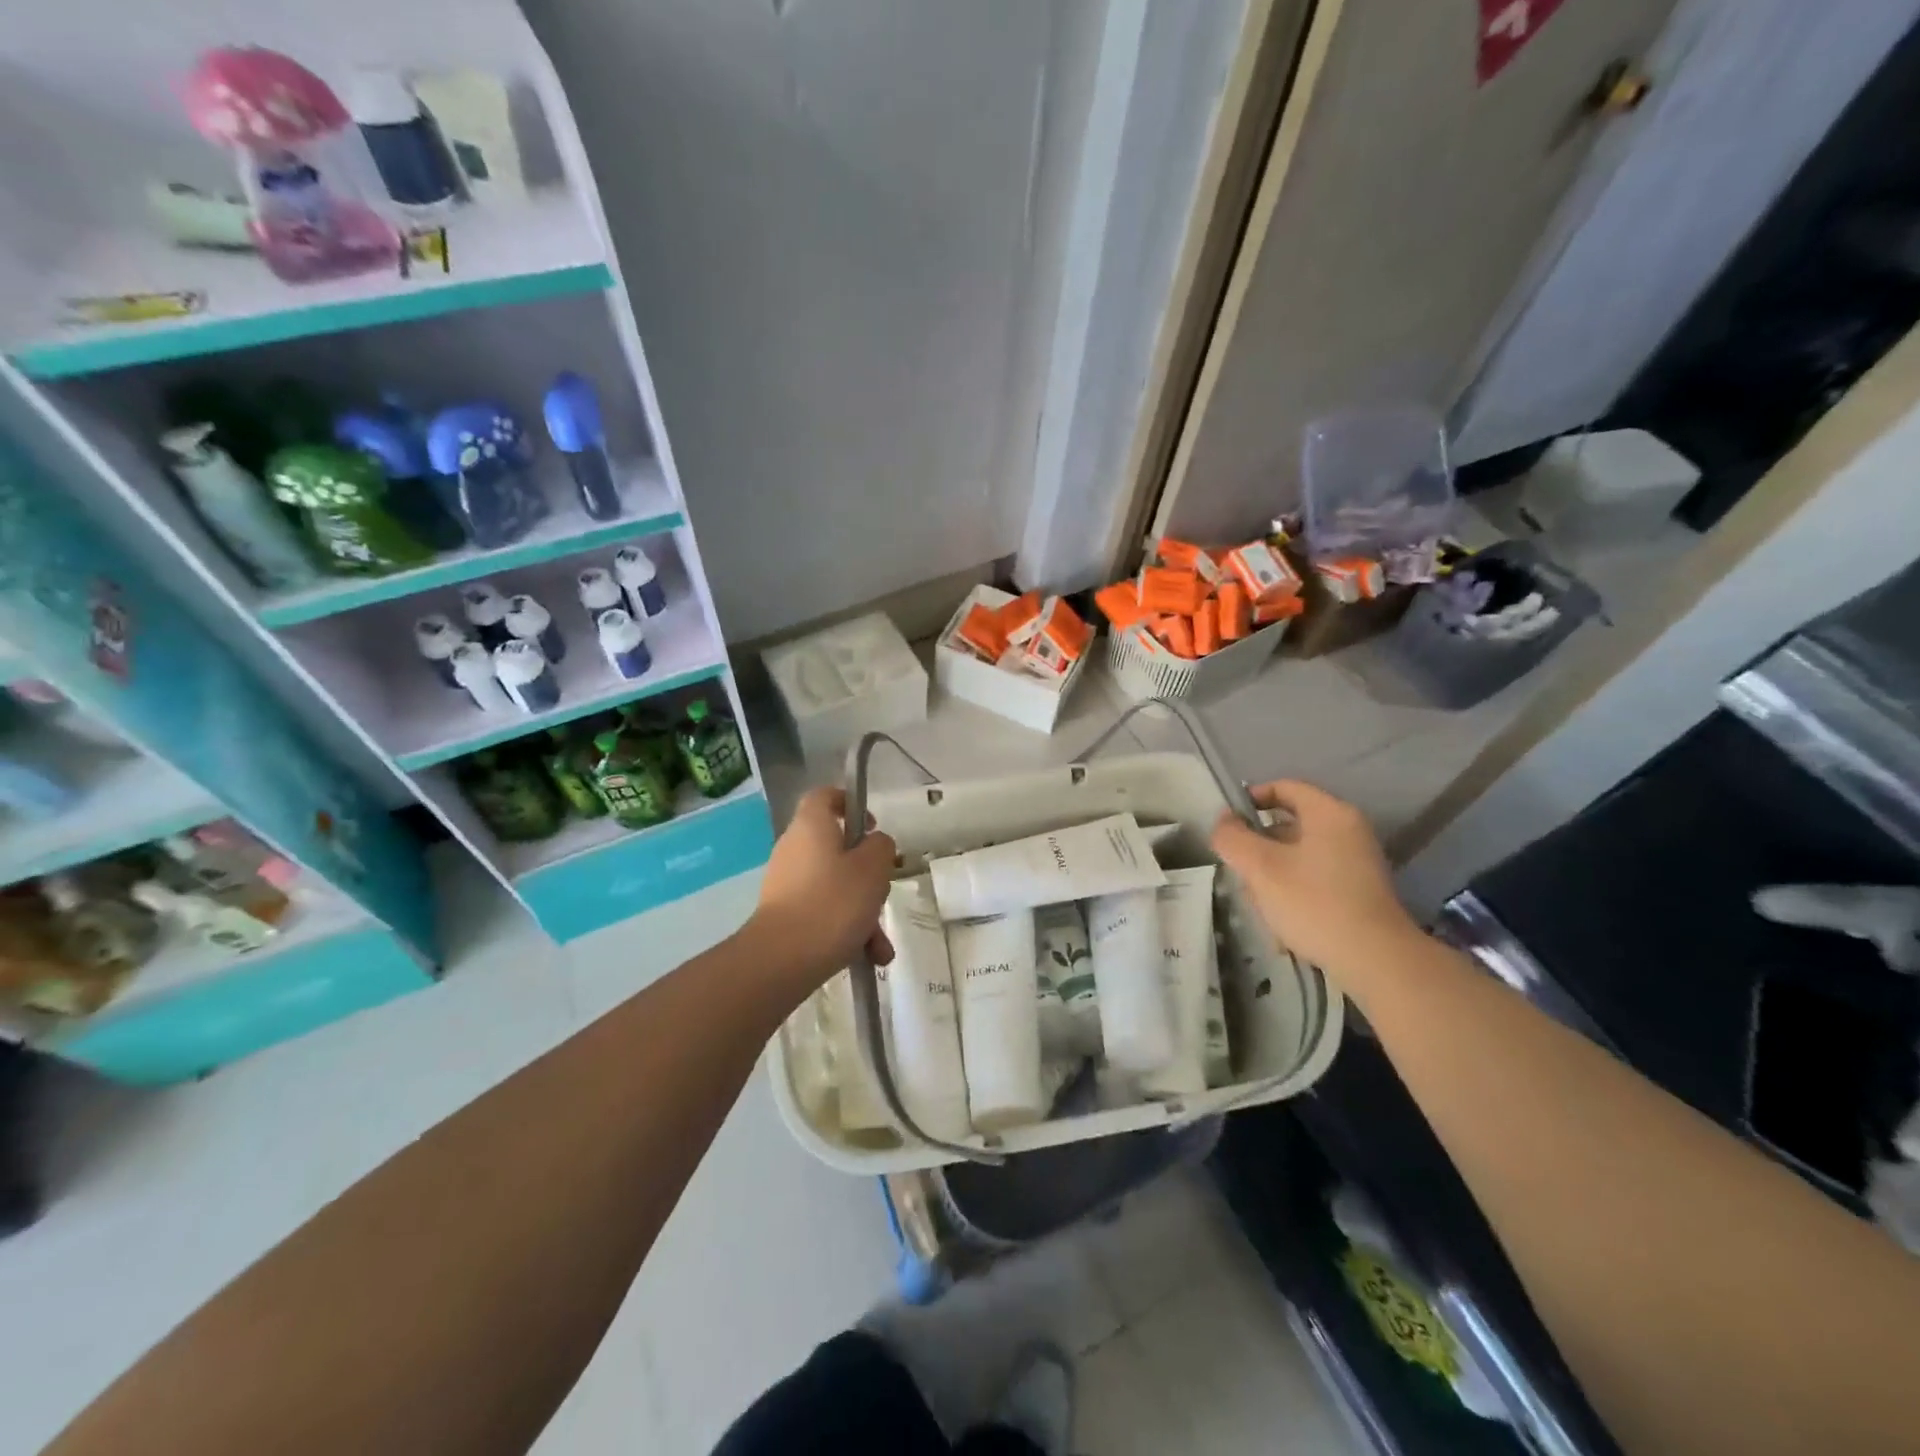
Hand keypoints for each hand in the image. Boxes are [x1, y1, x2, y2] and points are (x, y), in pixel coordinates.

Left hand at [750, 787, 896, 988]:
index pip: (825, 796)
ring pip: (835, 886)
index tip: (871, 826)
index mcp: (811, 826)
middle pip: (837, 848)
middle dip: (867, 874)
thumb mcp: (873, 868)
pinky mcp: (785, 914)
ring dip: (862, 911)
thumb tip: (874, 845)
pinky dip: (846, 930)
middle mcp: (794, 848)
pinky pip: (823, 912)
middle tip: (882, 891)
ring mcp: (787, 883)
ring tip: (880, 944)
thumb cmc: (833, 903)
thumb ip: (881, 847)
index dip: (849, 803)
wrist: (781, 960)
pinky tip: (868, 956)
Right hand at [1211, 780, 1419, 977]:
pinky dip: (1294, 892)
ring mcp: (1358, 862)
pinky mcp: (1360, 892)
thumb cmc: (1314, 903)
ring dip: (1273, 875)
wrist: (1376, 961)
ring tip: (1259, 905)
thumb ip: (1233, 838)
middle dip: (1259, 848)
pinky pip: (1315, 879)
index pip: (1284, 788)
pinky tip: (1282, 924)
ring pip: (1299, 856)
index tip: (1228, 824)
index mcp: (1330, 813)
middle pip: (1289, 825)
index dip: (1251, 799)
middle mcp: (1349, 830)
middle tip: (1240, 871)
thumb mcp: (1261, 868)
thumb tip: (1223, 822)